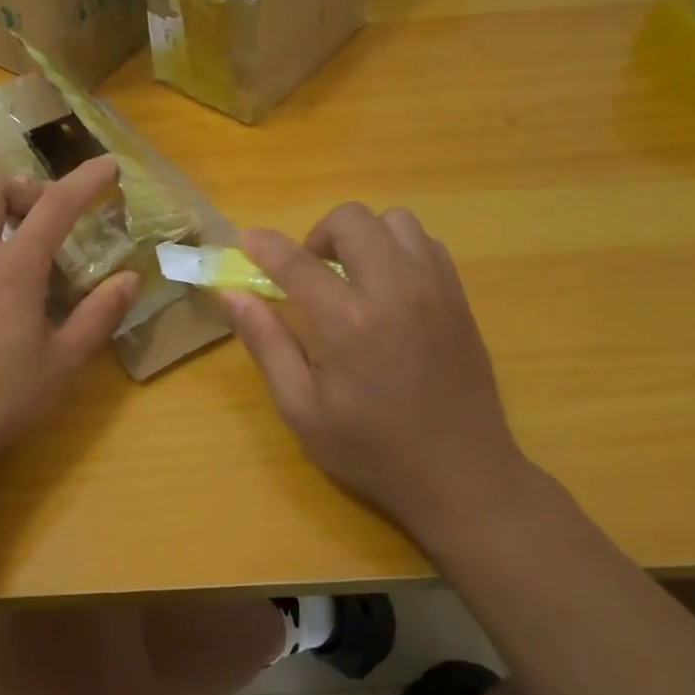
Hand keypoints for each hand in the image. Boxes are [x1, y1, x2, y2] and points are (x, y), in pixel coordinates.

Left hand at [0, 155, 137, 483]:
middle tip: (47, 214)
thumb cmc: (0, 400)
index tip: (108, 164)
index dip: (85, 181)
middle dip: (23, 186)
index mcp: (11, 269)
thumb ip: (98, 316)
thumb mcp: (63, 363)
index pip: (54, 206)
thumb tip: (129, 279)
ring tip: (14, 230)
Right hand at [222, 204, 526, 543]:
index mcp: (349, 323)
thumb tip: (232, 293)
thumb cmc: (372, 449)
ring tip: (352, 278)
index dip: (264, 245)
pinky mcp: (459, 297)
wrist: (462, 475)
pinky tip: (388, 288)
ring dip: (363, 237)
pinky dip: (398, 250)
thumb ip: (266, 343)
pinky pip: (426, 243)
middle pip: (352, 219)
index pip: (296, 261)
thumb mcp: (302, 409)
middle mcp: (395, 291)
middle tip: (310, 274)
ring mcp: (435, 289)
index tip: (246, 242)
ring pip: (395, 221)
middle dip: (318, 235)